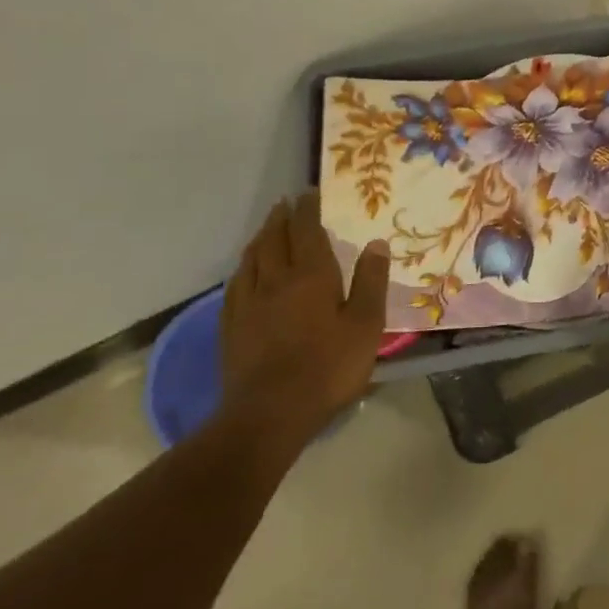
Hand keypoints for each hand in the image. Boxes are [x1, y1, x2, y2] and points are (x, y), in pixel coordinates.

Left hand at [220, 192, 388, 448]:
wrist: (269, 415)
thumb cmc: (327, 368)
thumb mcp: (365, 325)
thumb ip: (371, 282)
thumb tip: (376, 242)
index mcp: (311, 276)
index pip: (306, 231)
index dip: (307, 209)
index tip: (310, 193)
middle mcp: (275, 281)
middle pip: (274, 239)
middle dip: (281, 218)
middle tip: (285, 203)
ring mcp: (248, 304)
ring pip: (251, 259)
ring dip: (260, 238)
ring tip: (266, 229)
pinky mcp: (231, 328)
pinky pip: (235, 285)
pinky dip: (243, 268)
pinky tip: (244, 272)